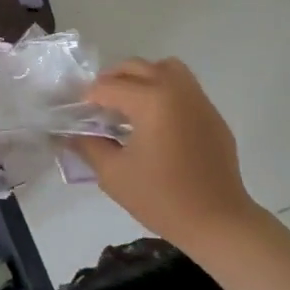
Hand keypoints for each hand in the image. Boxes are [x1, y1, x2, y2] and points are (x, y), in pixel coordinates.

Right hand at [68, 57, 256, 253]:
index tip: (77, 115)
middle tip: (98, 106)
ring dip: (142, 78)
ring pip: (165, 68)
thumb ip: (88, 147)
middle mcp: (176, 89)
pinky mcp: (212, 115)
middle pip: (136, 67)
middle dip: (112, 81)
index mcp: (151, 100)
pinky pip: (184, 88)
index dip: (87, 98)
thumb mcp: (114, 175)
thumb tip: (71, 135)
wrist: (218, 222)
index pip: (108, 87)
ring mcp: (198, 100)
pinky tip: (156, 123)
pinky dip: (164, 92)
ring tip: (130, 104)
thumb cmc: (162, 198)